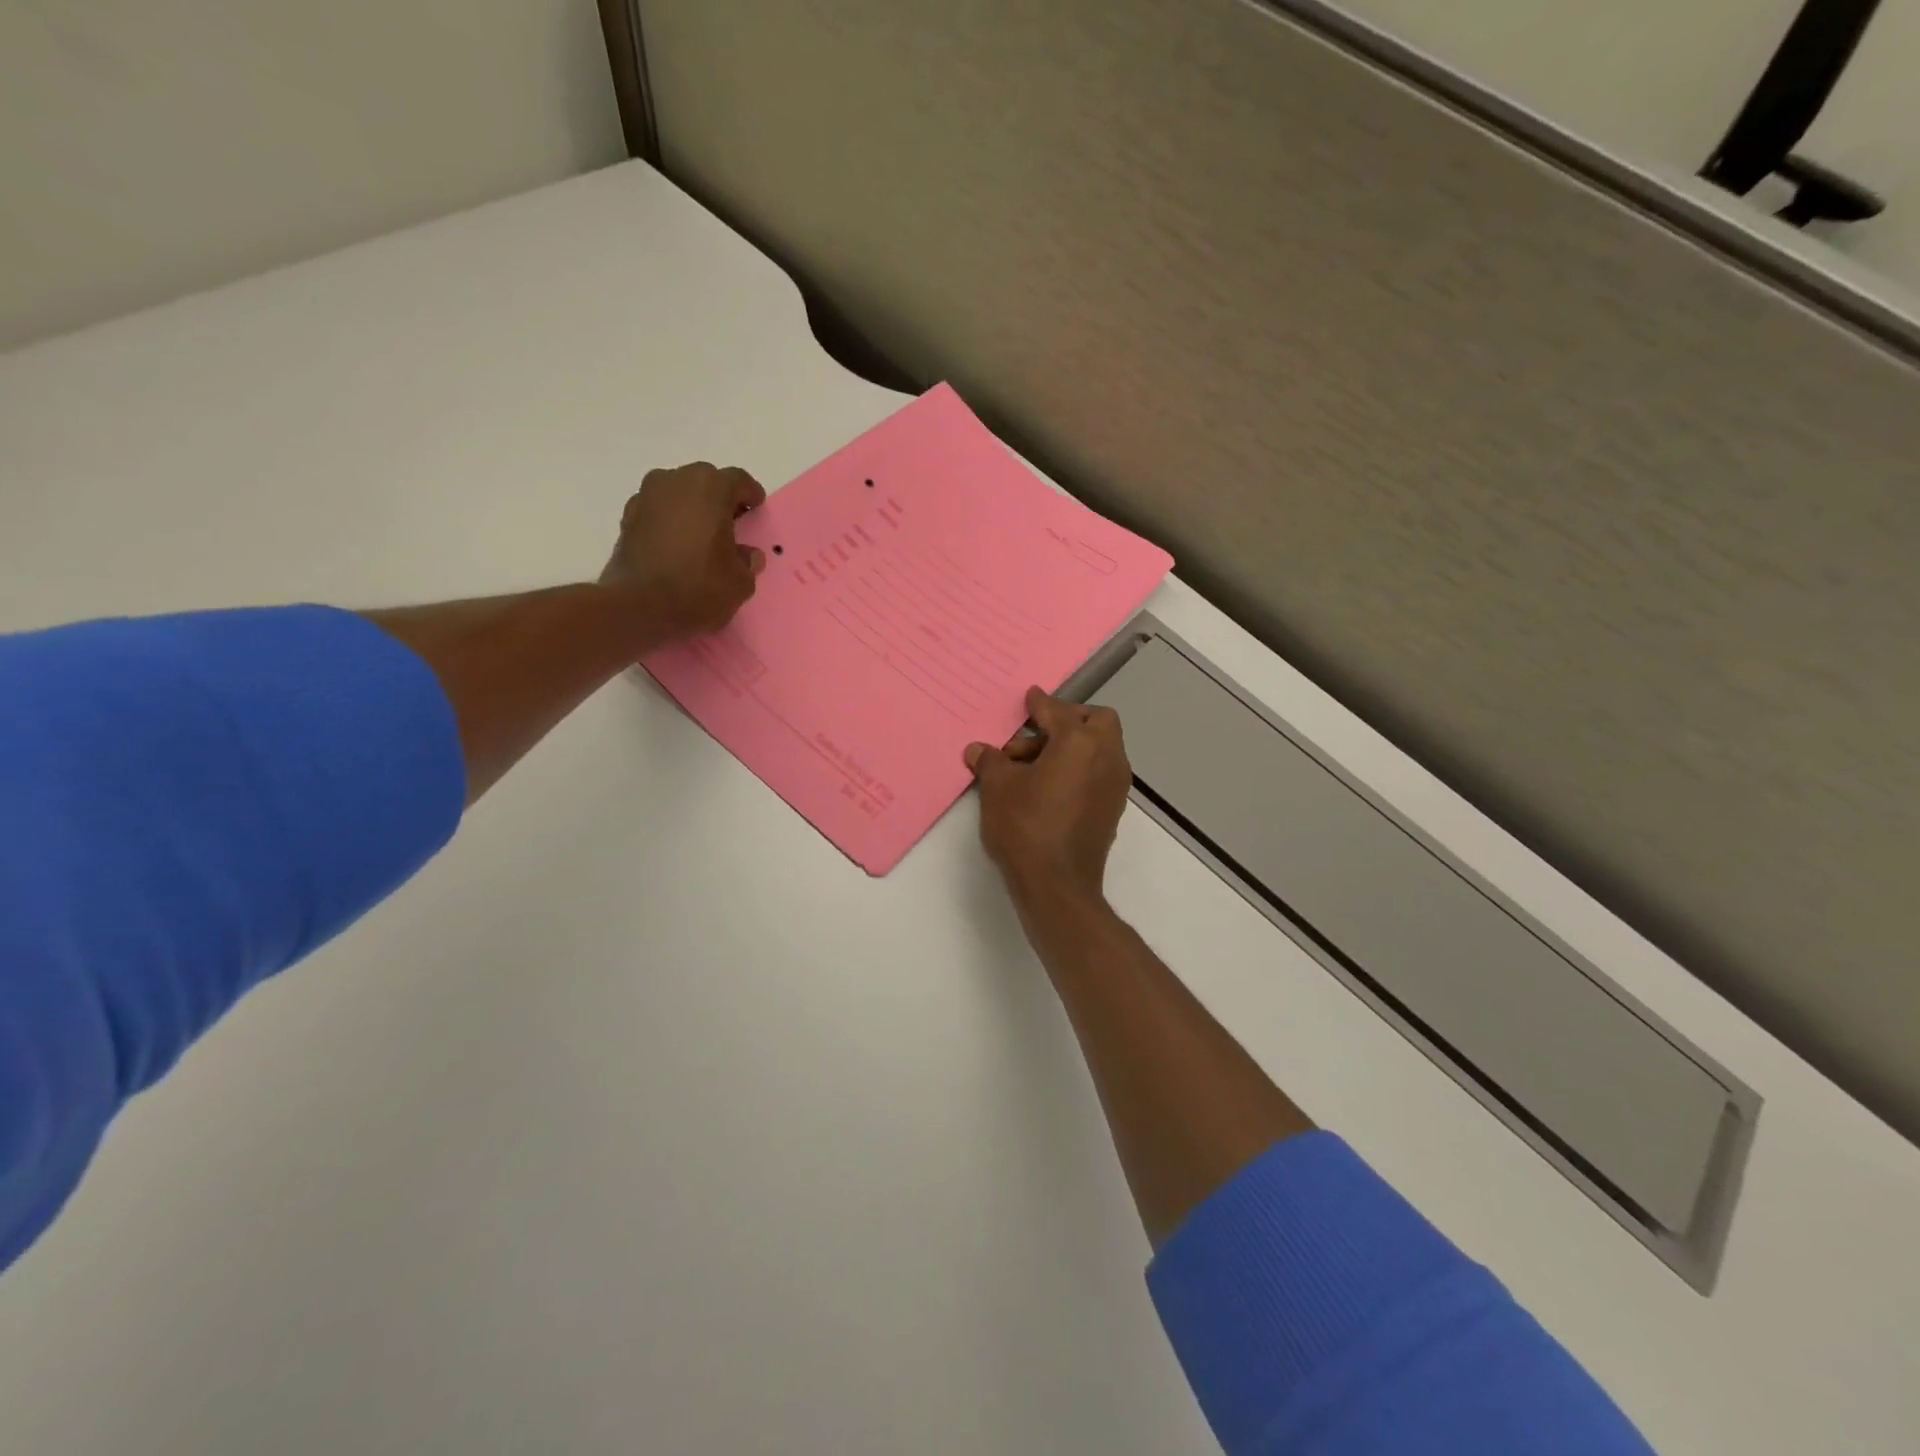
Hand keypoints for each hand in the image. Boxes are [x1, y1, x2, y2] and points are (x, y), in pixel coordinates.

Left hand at [602, 463, 766, 639]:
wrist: (638, 607)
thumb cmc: (698, 589)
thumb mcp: (740, 583)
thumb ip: (748, 562)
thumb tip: (746, 554)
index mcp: (711, 489)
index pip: (737, 480)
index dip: (750, 493)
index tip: (755, 508)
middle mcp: (677, 481)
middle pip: (705, 480)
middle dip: (719, 498)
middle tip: (730, 523)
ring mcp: (647, 496)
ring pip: (678, 491)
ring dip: (692, 506)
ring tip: (701, 534)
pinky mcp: (627, 516)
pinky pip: (658, 509)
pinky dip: (670, 520)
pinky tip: (676, 545)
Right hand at [966, 687, 1131, 903]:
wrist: (1058, 885)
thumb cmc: (1026, 827)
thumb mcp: (998, 788)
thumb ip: (990, 762)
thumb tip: (978, 750)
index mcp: (1081, 743)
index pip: (1058, 711)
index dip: (1039, 703)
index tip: (1029, 697)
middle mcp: (1107, 757)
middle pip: (1096, 721)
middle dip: (1068, 720)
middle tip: (1036, 732)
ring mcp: (1115, 785)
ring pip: (1100, 748)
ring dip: (1071, 746)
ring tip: (1030, 766)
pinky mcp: (1113, 809)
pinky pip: (1098, 772)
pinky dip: (1079, 768)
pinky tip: (1048, 786)